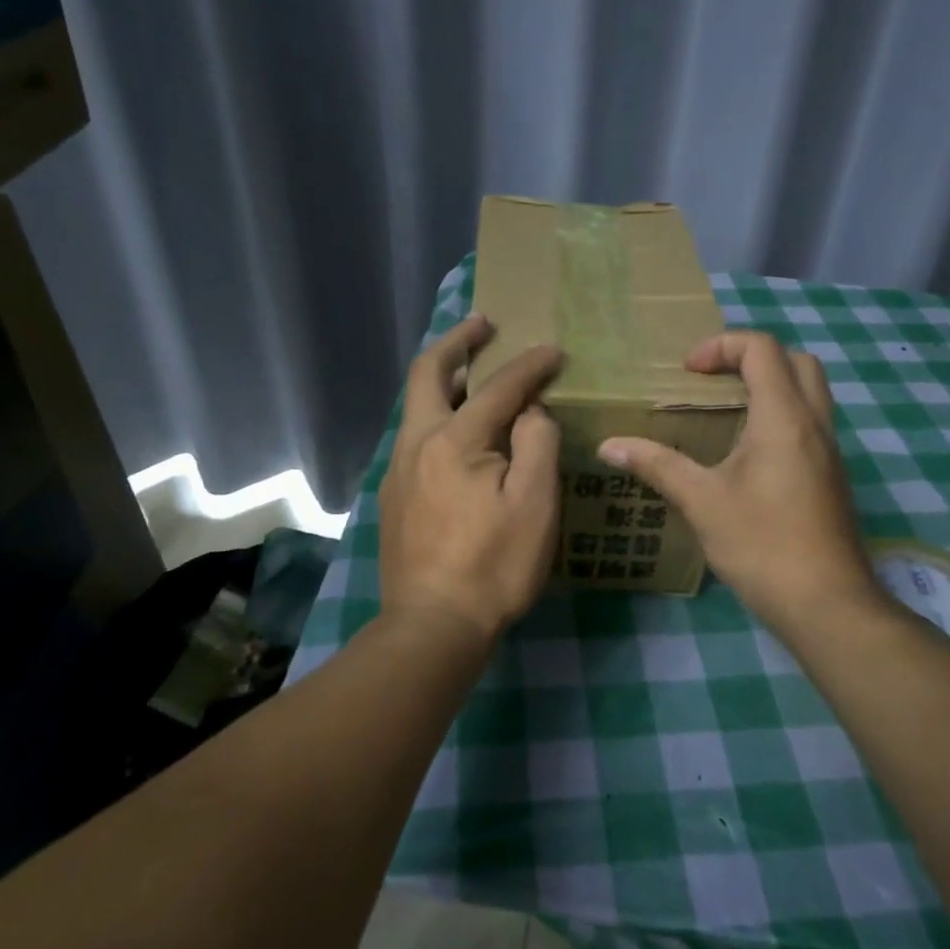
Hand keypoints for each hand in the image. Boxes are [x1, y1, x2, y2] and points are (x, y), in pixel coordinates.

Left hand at [379, 312, 562, 646]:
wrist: (432, 624)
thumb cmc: (493, 565)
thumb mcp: (534, 504)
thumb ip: (536, 443)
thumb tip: (529, 411)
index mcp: (453, 440)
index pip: (498, 387)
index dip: (530, 365)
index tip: (555, 352)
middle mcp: (416, 443)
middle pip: (428, 374)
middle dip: (457, 342)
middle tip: (483, 323)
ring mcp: (398, 470)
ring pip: (418, 406)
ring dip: (446, 379)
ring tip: (475, 372)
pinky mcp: (395, 496)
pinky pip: (417, 437)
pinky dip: (440, 416)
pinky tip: (461, 435)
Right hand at [598, 332, 882, 635]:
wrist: (826, 604)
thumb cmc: (762, 545)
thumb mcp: (702, 501)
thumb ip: (657, 465)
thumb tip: (608, 445)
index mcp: (784, 418)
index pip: (762, 349)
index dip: (721, 346)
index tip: (687, 372)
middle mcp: (815, 424)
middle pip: (796, 360)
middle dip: (752, 358)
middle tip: (712, 382)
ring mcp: (830, 451)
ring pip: (809, 392)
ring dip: (770, 387)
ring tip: (724, 414)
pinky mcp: (831, 476)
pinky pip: (810, 424)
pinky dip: (780, 417)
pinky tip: (746, 455)